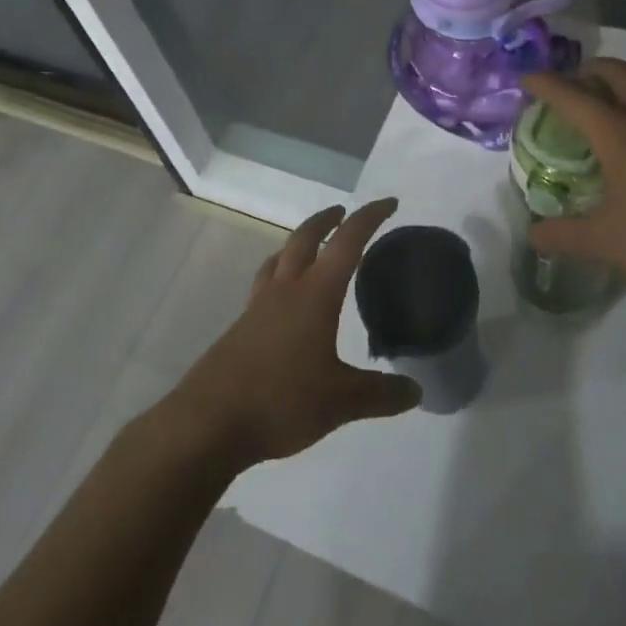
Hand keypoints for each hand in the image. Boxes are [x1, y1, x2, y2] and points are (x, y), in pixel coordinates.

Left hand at [164, 199, 420, 468]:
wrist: (208, 422)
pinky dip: (280, 276)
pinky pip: (264, 286)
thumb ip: (381, 394)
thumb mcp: (341, 402)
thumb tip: (417, 391)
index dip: (369, 218)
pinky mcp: (239, 329)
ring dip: (298, 244)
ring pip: (279, 259)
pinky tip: (284, 302)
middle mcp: (285, 290)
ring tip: (311, 248)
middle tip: (343, 213)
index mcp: (315, 295)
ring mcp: (257, 308)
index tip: (389, 202)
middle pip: (305, 239)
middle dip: (326, 220)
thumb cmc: (281, 401)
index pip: (347, 242)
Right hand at [521, 59, 625, 306]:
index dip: (545, 84)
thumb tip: (534, 234)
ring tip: (616, 117)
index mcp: (620, 134)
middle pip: (618, 72)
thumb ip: (565, 236)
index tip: (527, 78)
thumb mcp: (609, 244)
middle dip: (590, 70)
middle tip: (575, 85)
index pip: (572, 96)